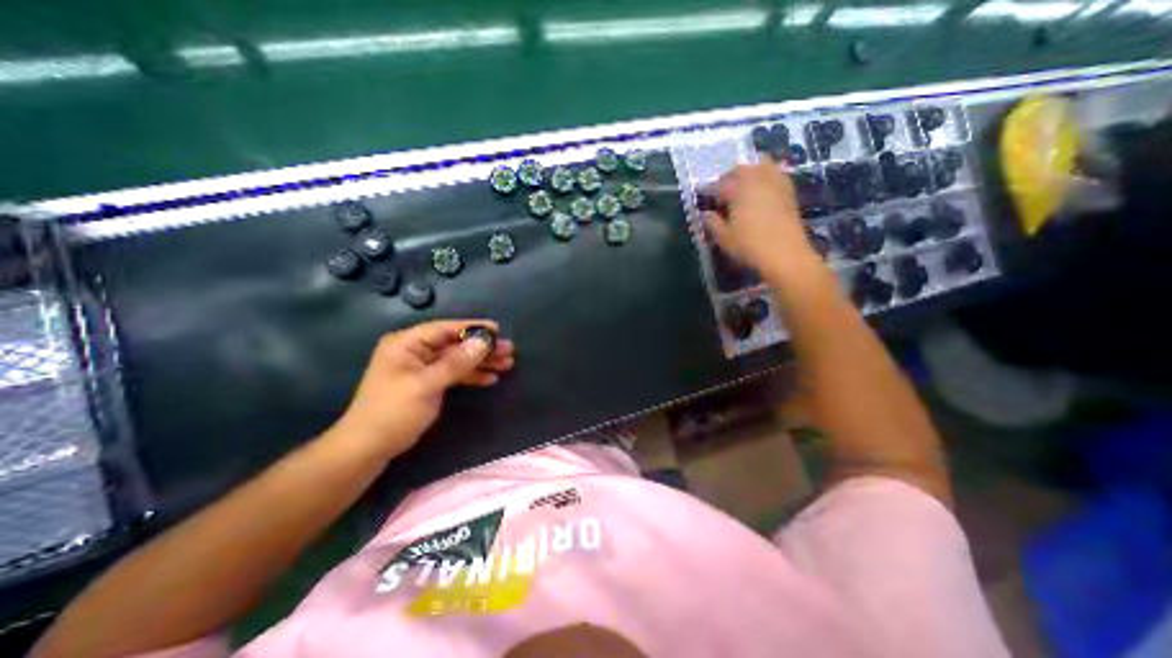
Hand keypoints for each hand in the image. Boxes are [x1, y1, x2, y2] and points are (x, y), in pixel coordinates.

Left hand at [328, 322, 512, 460]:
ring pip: (458, 359)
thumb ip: (456, 363)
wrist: (368, 448)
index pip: (445, 329)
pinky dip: (472, 376)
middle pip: (455, 344)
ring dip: (481, 362)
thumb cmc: (393, 412)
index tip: (498, 329)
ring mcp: (422, 368)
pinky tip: (490, 379)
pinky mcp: (428, 383)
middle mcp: (415, 351)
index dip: (472, 328)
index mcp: (406, 343)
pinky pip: (454, 374)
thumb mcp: (426, 385)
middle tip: (509, 350)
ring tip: (507, 364)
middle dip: (482, 347)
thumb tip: (483, 342)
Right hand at [703, 165, 821, 277]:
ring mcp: (776, 183)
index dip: (709, 189)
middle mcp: (758, 179)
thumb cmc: (749, 245)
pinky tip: (761, 192)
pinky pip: (775, 175)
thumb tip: (705, 214)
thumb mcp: (724, 238)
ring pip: (762, 165)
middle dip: (730, 176)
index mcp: (738, 189)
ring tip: (743, 187)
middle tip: (723, 189)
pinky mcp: (789, 191)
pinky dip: (766, 178)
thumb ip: (712, 223)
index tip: (703, 195)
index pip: (719, 184)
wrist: (785, 254)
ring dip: (750, 172)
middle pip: (741, 168)